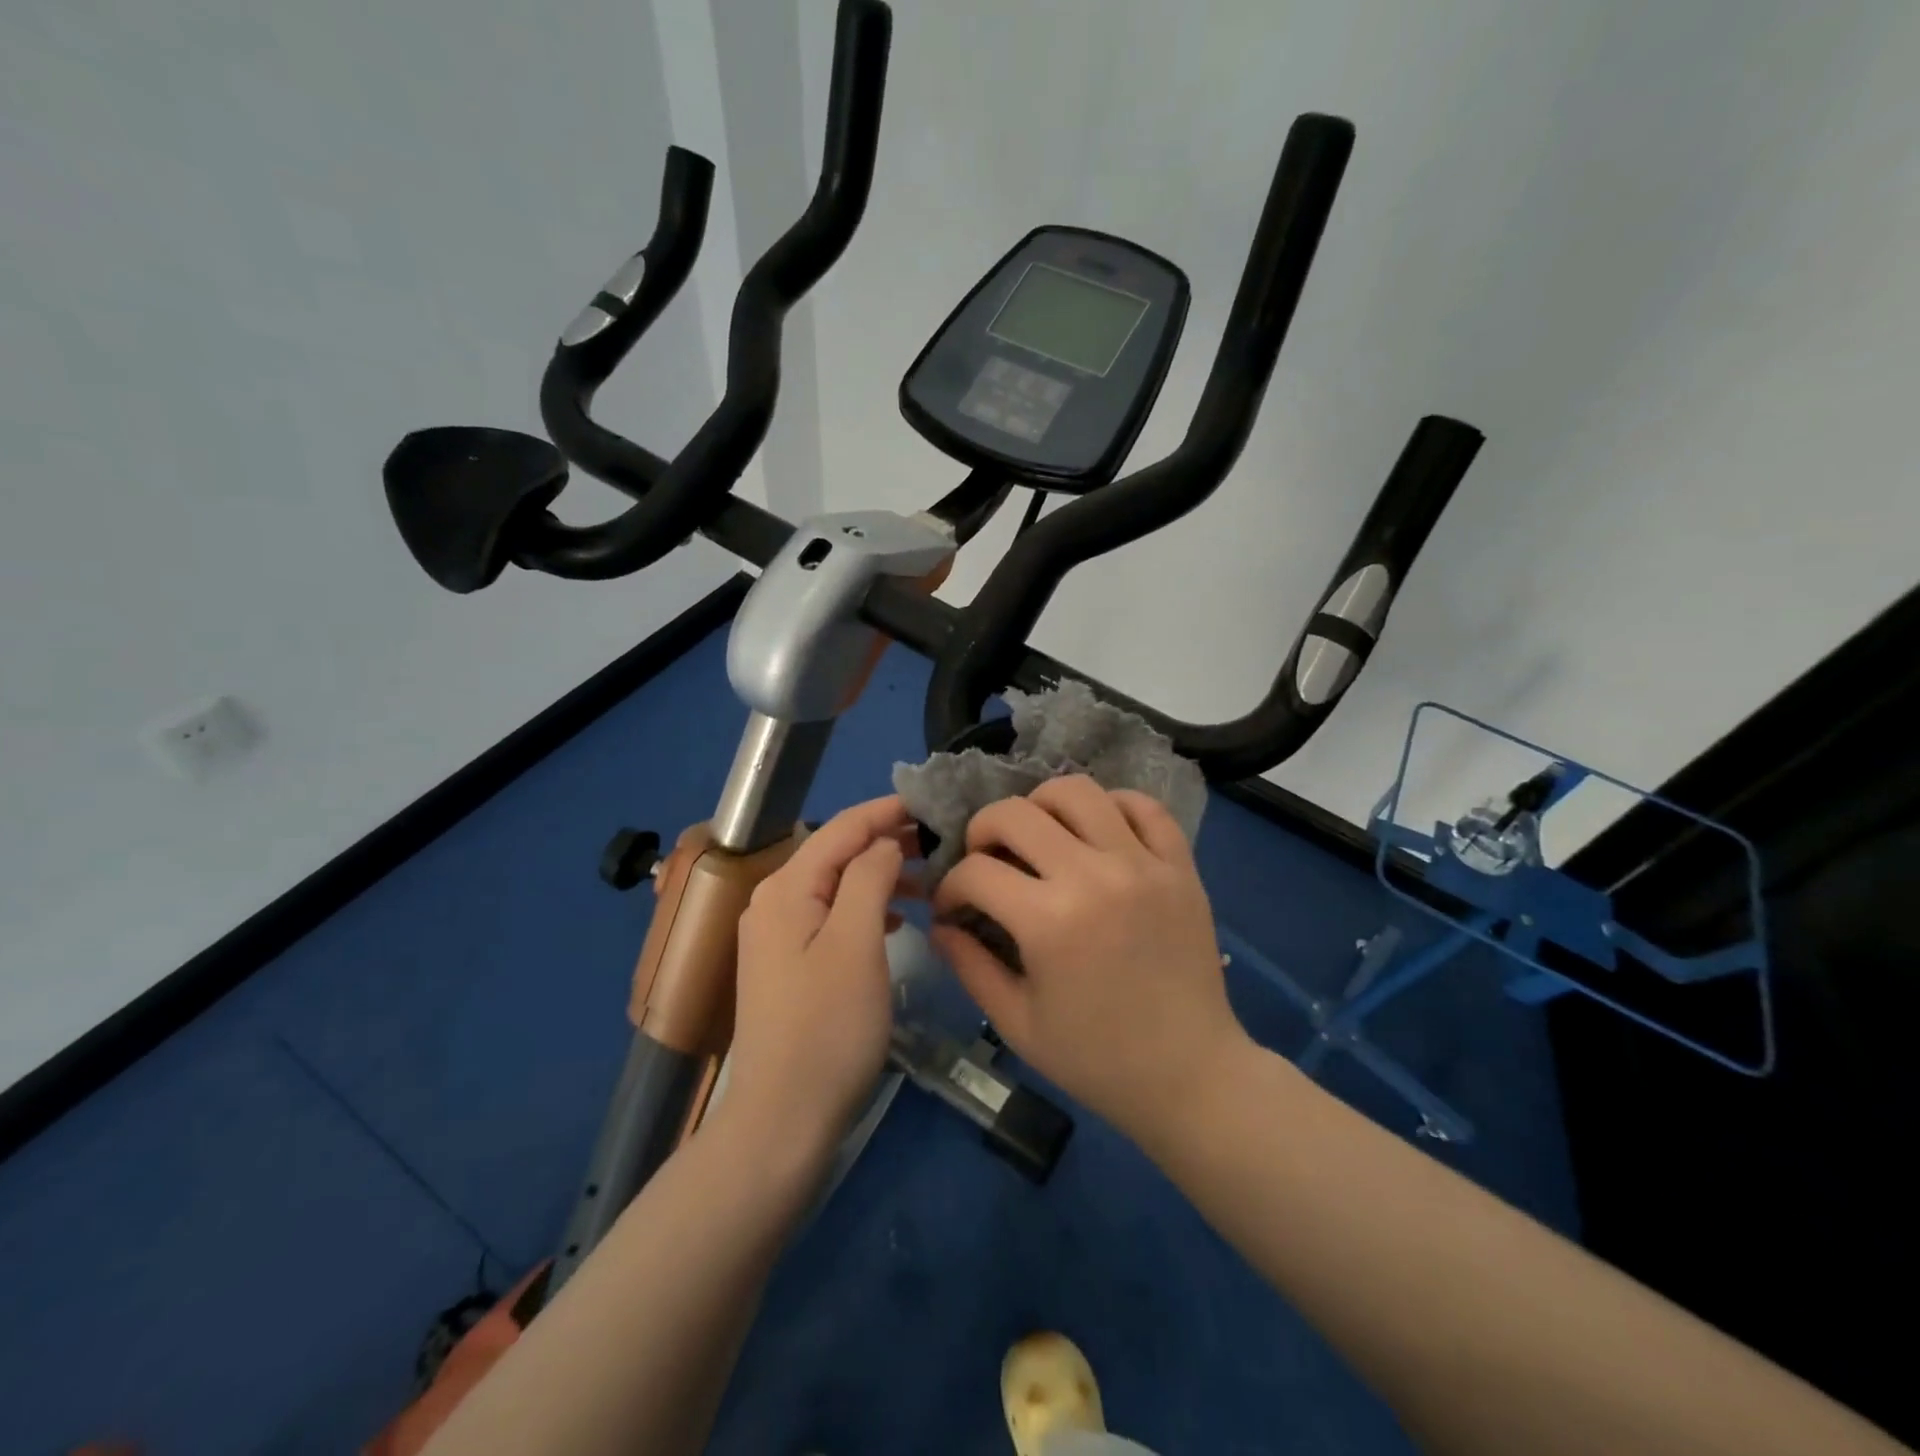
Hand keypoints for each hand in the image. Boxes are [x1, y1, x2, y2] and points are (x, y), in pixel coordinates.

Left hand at [724, 796, 916, 1157]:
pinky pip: (833, 916)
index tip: (932, 803)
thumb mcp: (856, 944)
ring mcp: (778, 935)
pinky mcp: (789, 964)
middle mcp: (774, 901)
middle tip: (940, 843)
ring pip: (837, 885)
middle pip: (837, 853)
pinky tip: (898, 921)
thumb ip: (869, 879)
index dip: (887, 811)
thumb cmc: (828, 1028)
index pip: (842, 828)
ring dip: (881, 876)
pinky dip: (867, 908)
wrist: (782, 1118)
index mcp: (786, 888)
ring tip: (929, 881)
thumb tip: (883, 842)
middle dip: (887, 842)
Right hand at [929, 776, 1248, 1143]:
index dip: (950, 887)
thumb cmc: (1096, 1059)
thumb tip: (941, 923)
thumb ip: (969, 965)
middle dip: (982, 831)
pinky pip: (1144, 806)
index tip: (953, 906)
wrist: (1191, 1075)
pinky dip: (1112, 805)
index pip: (976, 872)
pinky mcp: (1180, 865)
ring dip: (1042, 806)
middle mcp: (1094, 876)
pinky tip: (1097, 832)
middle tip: (985, 860)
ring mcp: (1143, 864)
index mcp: (1049, 921)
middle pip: (1015, 813)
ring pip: (1078, 791)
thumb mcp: (1017, 1022)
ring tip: (1038, 836)